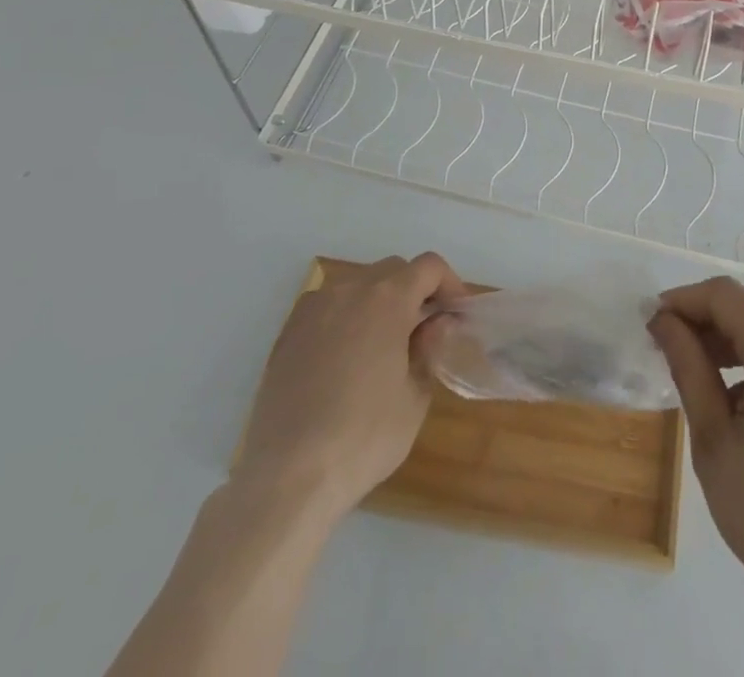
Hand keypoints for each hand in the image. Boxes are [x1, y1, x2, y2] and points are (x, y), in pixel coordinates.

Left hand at [235, 253, 466, 521]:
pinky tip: (346, 362)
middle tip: (424, 331)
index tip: (456, 315)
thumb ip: (429, 349)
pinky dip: (346, 319)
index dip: (450, 284)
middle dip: (414, 292)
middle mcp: (349, 290)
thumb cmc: (363, 438)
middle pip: (393, 270)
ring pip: (357, 286)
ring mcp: (313, 309)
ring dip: (379, 303)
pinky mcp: (287, 333)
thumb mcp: (415, 398)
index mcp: (387, 299)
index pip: (429, 266)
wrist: (287, 477)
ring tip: (384, 347)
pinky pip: (328, 308)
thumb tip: (434, 325)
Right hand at [651, 278, 743, 676]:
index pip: (725, 296)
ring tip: (698, 374)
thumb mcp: (714, 439)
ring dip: (731, 340)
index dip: (683, 301)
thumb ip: (688, 366)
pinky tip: (741, 399)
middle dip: (705, 322)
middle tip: (668, 351)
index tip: (652, 323)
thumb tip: (664, 321)